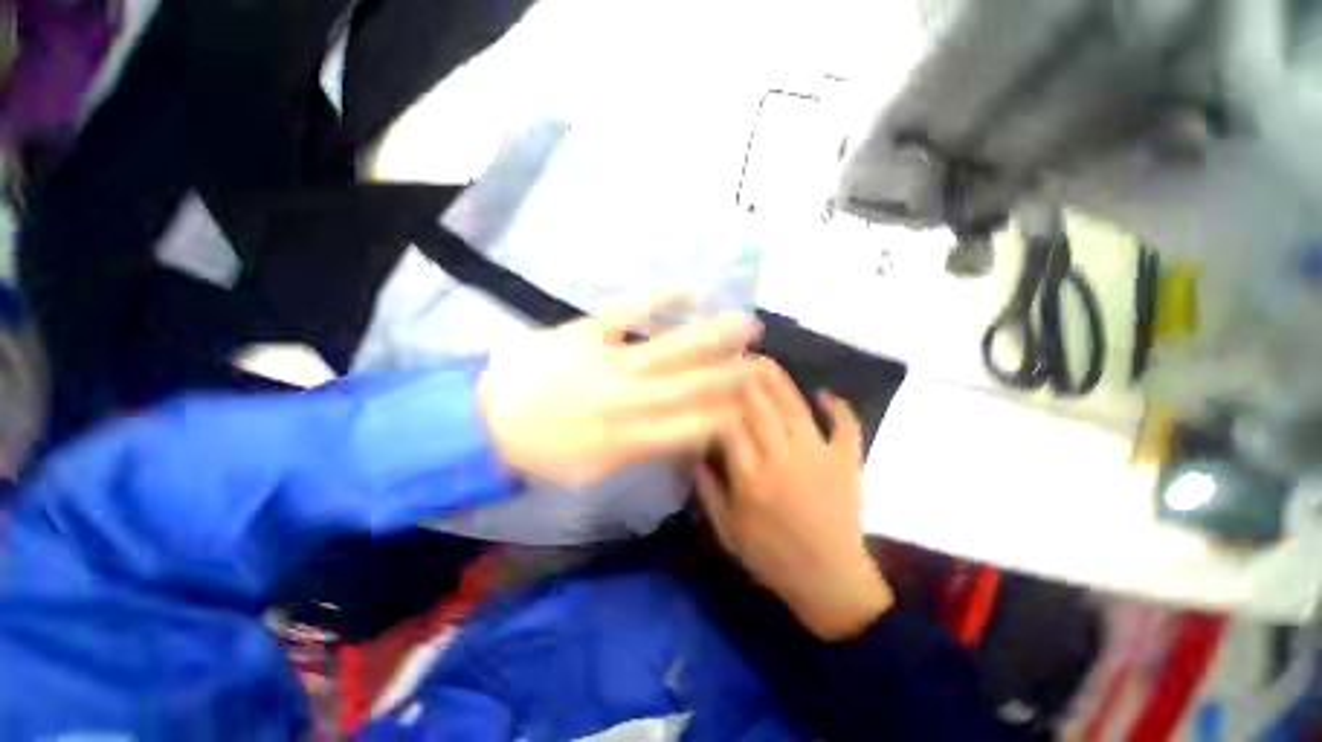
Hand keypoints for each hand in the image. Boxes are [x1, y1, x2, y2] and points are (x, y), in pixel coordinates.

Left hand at [478, 293, 761, 487]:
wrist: (483, 422)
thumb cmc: (542, 454)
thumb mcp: (594, 472)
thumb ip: (641, 452)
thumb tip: (681, 435)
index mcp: (628, 439)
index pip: (695, 426)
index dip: (730, 415)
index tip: (757, 404)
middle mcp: (627, 399)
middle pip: (694, 384)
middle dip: (736, 373)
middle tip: (767, 361)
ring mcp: (608, 361)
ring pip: (673, 348)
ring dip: (714, 337)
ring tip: (749, 325)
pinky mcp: (587, 333)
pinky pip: (629, 310)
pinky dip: (660, 297)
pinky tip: (690, 288)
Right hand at [695, 359, 893, 640]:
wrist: (830, 582)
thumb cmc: (772, 558)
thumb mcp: (728, 532)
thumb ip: (708, 491)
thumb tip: (696, 453)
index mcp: (751, 479)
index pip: (730, 426)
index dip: (719, 404)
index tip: (711, 391)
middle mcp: (783, 460)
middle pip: (761, 408)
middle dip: (746, 379)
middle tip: (735, 359)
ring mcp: (819, 457)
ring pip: (796, 408)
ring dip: (780, 381)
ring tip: (766, 360)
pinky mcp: (847, 463)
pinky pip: (846, 427)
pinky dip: (839, 408)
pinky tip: (825, 394)